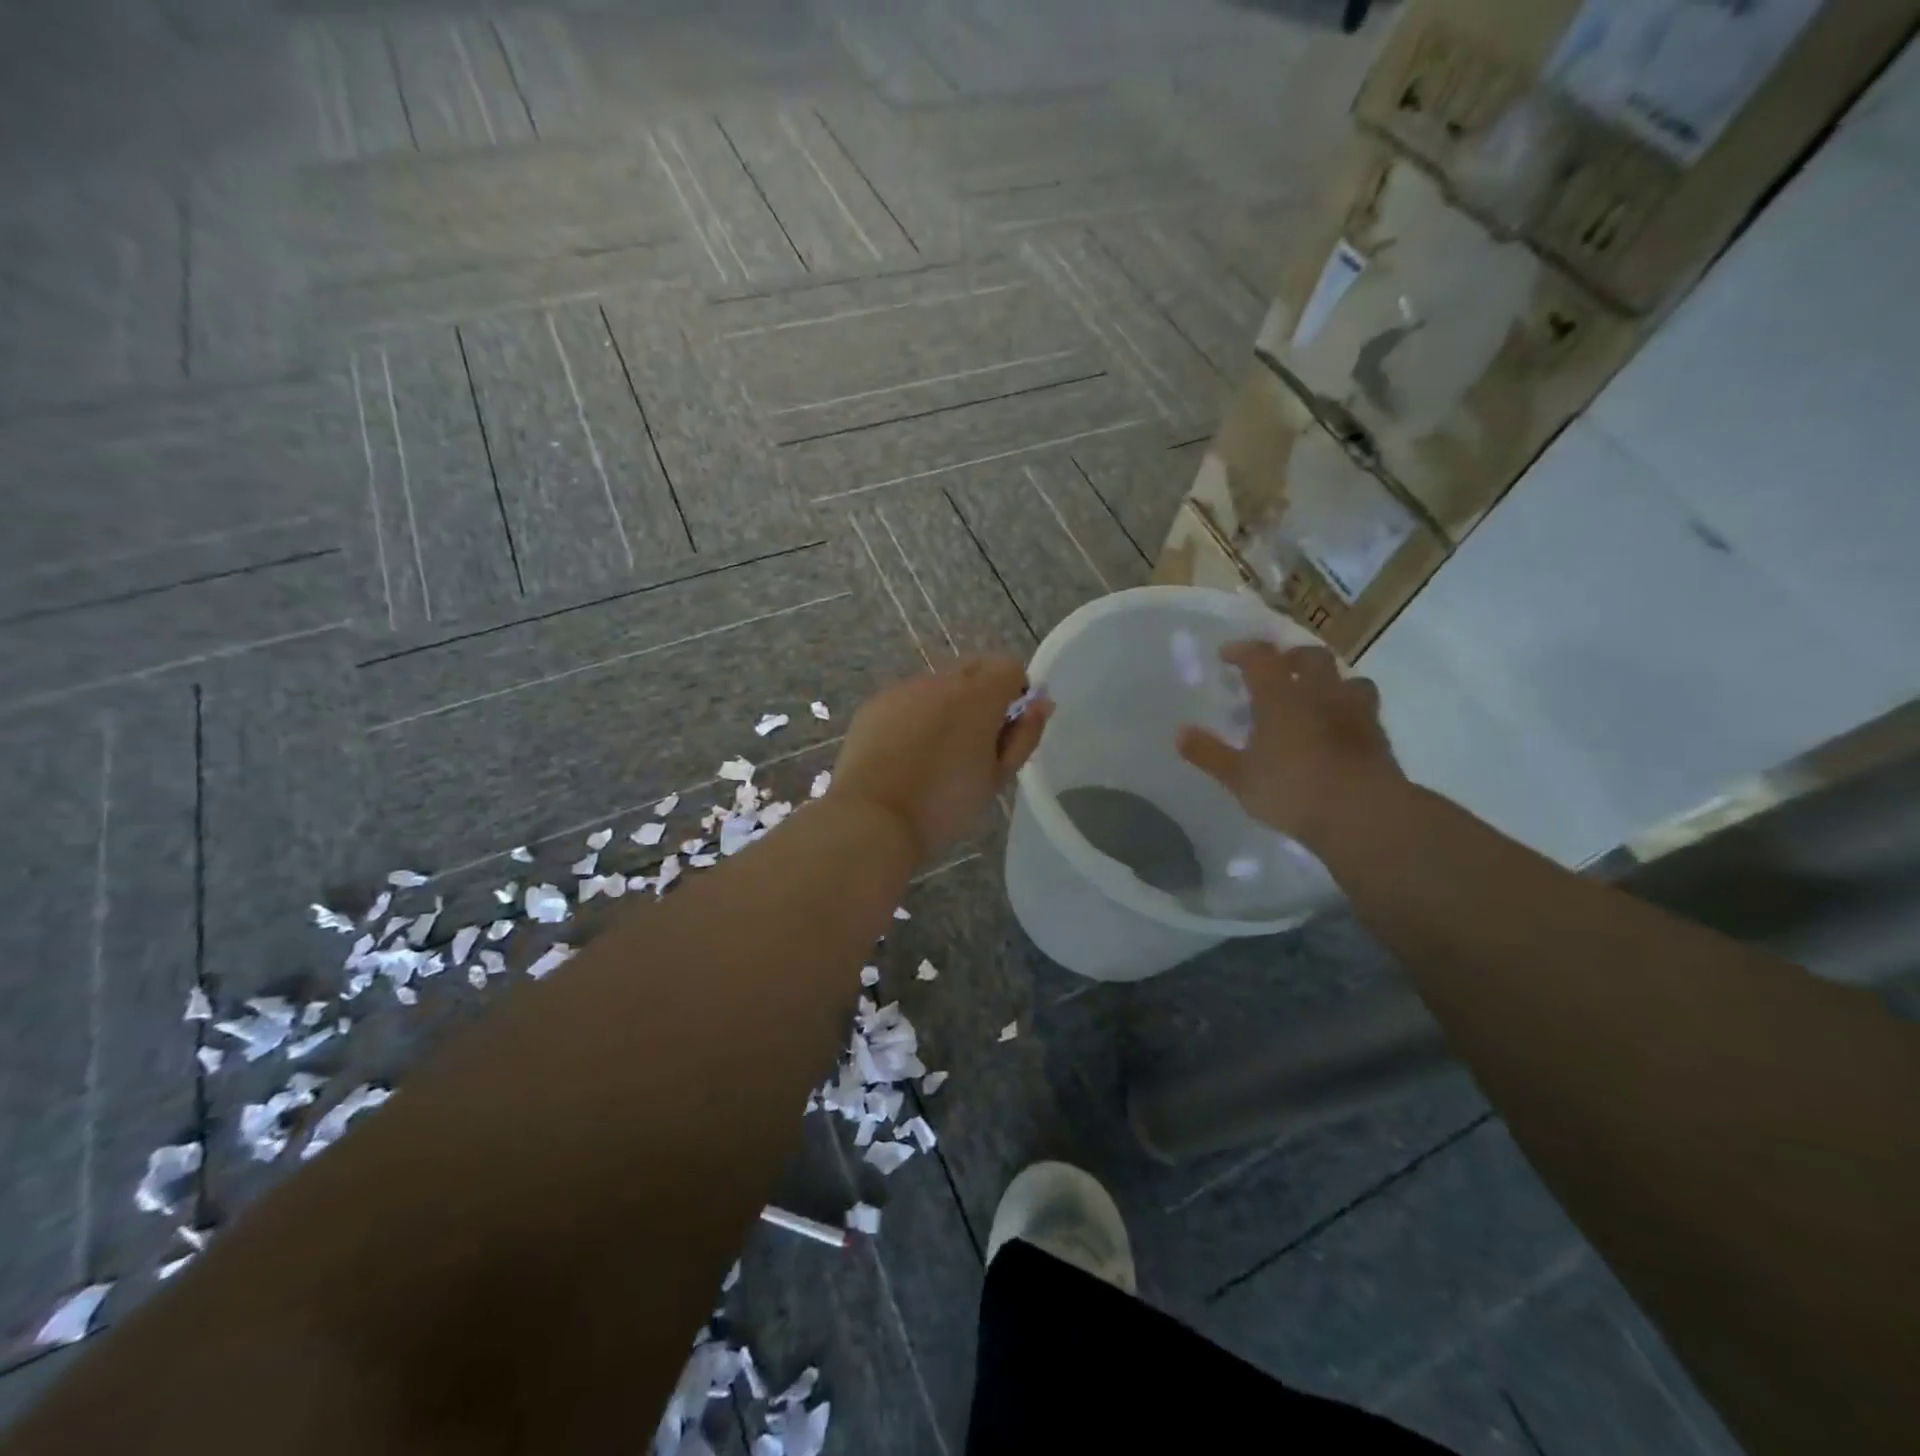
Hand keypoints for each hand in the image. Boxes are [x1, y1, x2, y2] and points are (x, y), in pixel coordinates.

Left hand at [829, 656, 1050, 863]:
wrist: (873, 817)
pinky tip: (905, 753)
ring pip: (938, 683)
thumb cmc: (944, 804)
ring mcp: (903, 688)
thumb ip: (1024, 735)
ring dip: (947, 704)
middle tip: (976, 741)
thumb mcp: (997, 777)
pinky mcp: (875, 703)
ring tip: (935, 752)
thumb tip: (1041, 704)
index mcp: (978, 695)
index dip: (1016, 692)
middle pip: (974, 667)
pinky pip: (907, 698)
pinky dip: (915, 714)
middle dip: (983, 693)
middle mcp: (941, 680)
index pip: (1010, 666)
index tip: (1007, 727)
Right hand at [1177, 641, 1401, 849]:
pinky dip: (1348, 708)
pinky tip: (1338, 727)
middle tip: (1276, 669)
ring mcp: (1355, 711)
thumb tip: (1179, 732)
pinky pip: (1363, 708)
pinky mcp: (1378, 735)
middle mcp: (1320, 693)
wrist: (1363, 813)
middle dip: (1291, 657)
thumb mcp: (1239, 777)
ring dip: (1329, 680)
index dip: (1242, 651)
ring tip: (1315, 696)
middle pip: (1311, 657)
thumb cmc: (1292, 789)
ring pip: (1347, 679)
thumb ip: (1209, 753)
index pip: (1261, 657)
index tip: (1227, 655)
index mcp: (1282, 696)